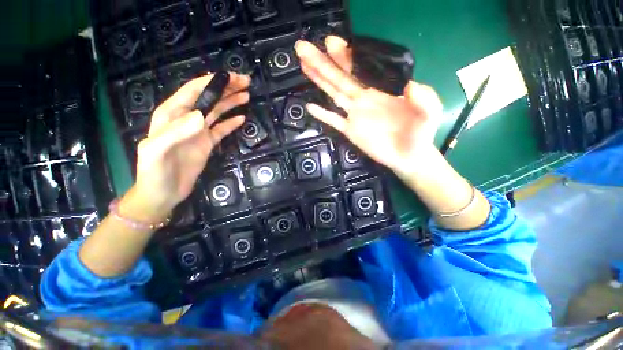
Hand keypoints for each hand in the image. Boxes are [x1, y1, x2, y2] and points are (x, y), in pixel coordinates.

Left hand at [130, 73, 249, 219]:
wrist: (163, 194)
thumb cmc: (154, 173)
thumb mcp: (156, 151)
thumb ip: (175, 132)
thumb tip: (200, 116)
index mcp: (172, 115)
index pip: (193, 91)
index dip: (211, 82)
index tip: (230, 77)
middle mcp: (186, 119)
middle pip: (208, 98)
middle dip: (226, 88)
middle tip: (245, 83)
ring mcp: (198, 132)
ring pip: (217, 112)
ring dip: (231, 102)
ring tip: (246, 96)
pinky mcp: (207, 143)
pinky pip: (221, 129)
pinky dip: (231, 123)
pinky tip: (241, 118)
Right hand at [295, 36, 442, 176]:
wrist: (409, 156)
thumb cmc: (419, 134)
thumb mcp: (429, 114)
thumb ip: (424, 99)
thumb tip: (410, 85)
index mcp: (380, 89)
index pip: (359, 69)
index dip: (345, 56)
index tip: (331, 42)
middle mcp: (363, 99)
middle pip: (339, 78)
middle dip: (322, 62)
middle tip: (303, 47)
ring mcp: (354, 115)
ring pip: (333, 94)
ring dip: (318, 80)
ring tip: (303, 65)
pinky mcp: (350, 131)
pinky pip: (333, 121)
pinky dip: (322, 114)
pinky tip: (310, 106)